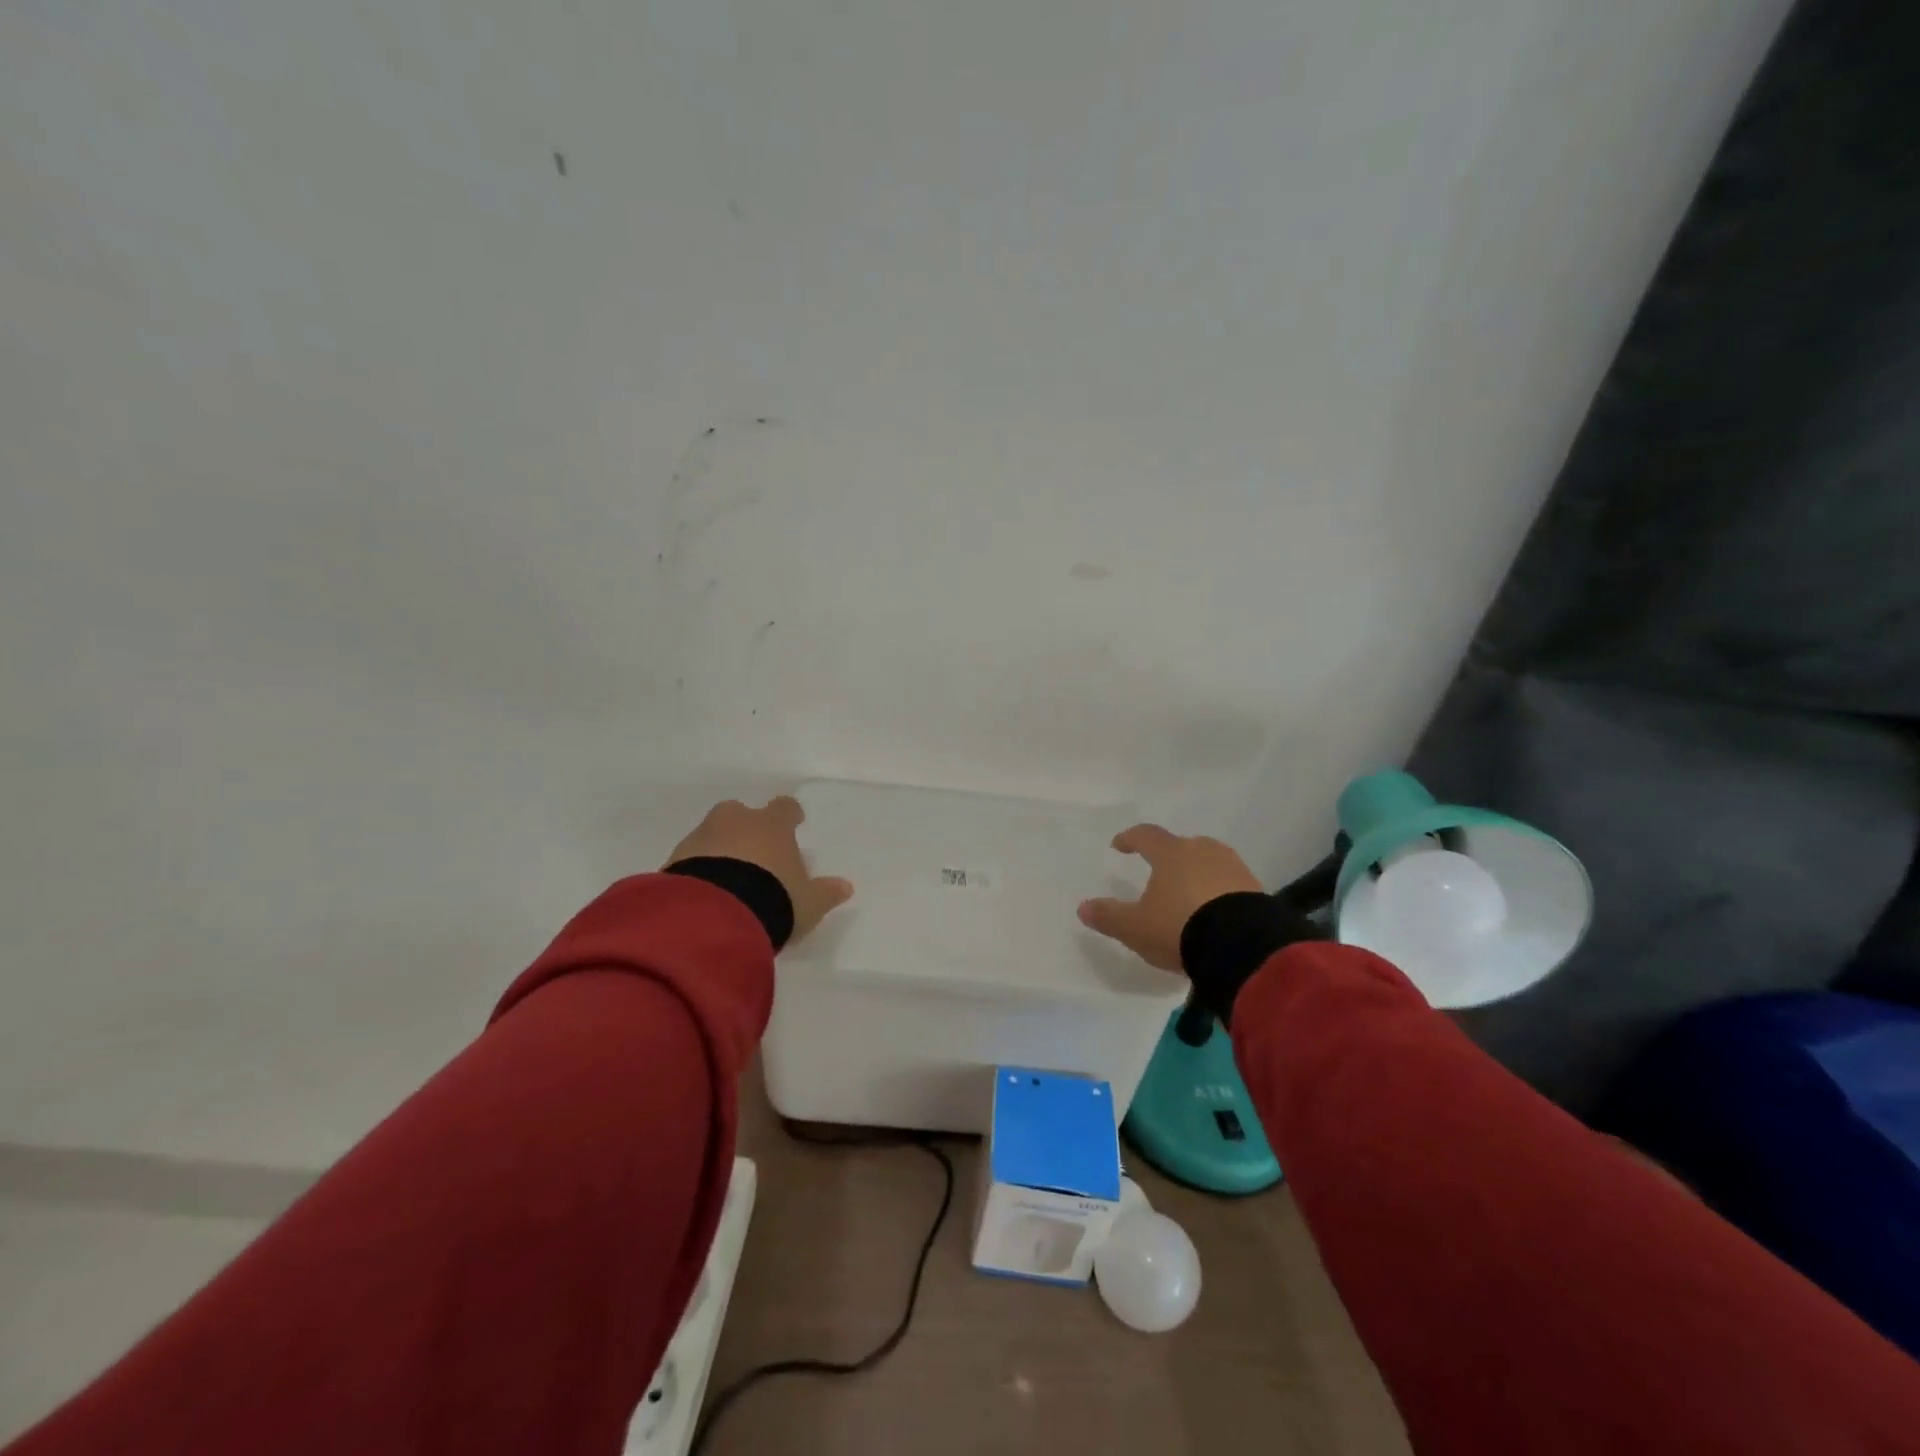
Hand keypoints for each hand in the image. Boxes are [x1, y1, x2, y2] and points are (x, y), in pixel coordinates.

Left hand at [667, 796, 853, 944]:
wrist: (713, 916)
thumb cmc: (772, 899)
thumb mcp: (807, 903)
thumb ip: (825, 893)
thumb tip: (846, 886)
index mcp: (772, 825)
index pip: (784, 808)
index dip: (789, 815)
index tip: (793, 822)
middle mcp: (735, 822)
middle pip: (739, 812)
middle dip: (744, 826)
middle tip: (752, 852)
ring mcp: (700, 838)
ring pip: (710, 834)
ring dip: (717, 848)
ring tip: (725, 879)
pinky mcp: (673, 860)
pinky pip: (689, 859)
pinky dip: (696, 869)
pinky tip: (703, 893)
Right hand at [1077, 824, 1261, 972]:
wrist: (1243, 946)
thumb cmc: (1179, 927)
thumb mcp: (1135, 927)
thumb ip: (1109, 916)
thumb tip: (1083, 908)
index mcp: (1170, 853)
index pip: (1146, 835)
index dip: (1130, 839)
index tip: (1119, 845)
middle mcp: (1203, 851)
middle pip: (1182, 845)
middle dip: (1169, 856)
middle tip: (1159, 872)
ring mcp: (1233, 868)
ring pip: (1209, 862)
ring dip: (1197, 873)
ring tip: (1189, 894)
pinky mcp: (1256, 889)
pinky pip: (1230, 884)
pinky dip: (1218, 892)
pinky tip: (1214, 911)